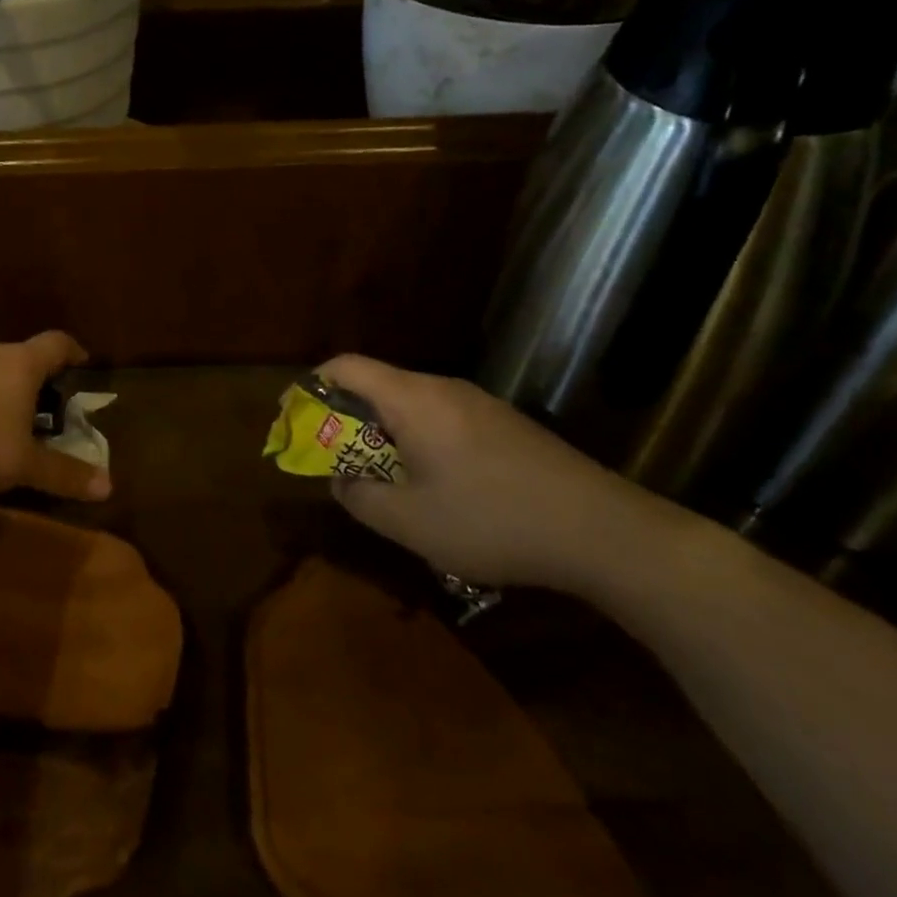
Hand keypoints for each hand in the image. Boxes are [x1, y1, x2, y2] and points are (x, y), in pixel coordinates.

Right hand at [317, 354, 681, 591]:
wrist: (602, 530)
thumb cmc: (492, 520)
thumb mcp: (409, 522)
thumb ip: (360, 496)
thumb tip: (341, 479)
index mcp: (413, 399)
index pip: (346, 366)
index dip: (311, 385)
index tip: (294, 418)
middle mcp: (444, 389)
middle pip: (378, 385)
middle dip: (345, 420)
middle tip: (336, 461)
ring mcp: (479, 404)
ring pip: (411, 406)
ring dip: (384, 435)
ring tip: (383, 481)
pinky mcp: (505, 425)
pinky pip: (442, 420)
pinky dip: (418, 442)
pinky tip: (436, 488)